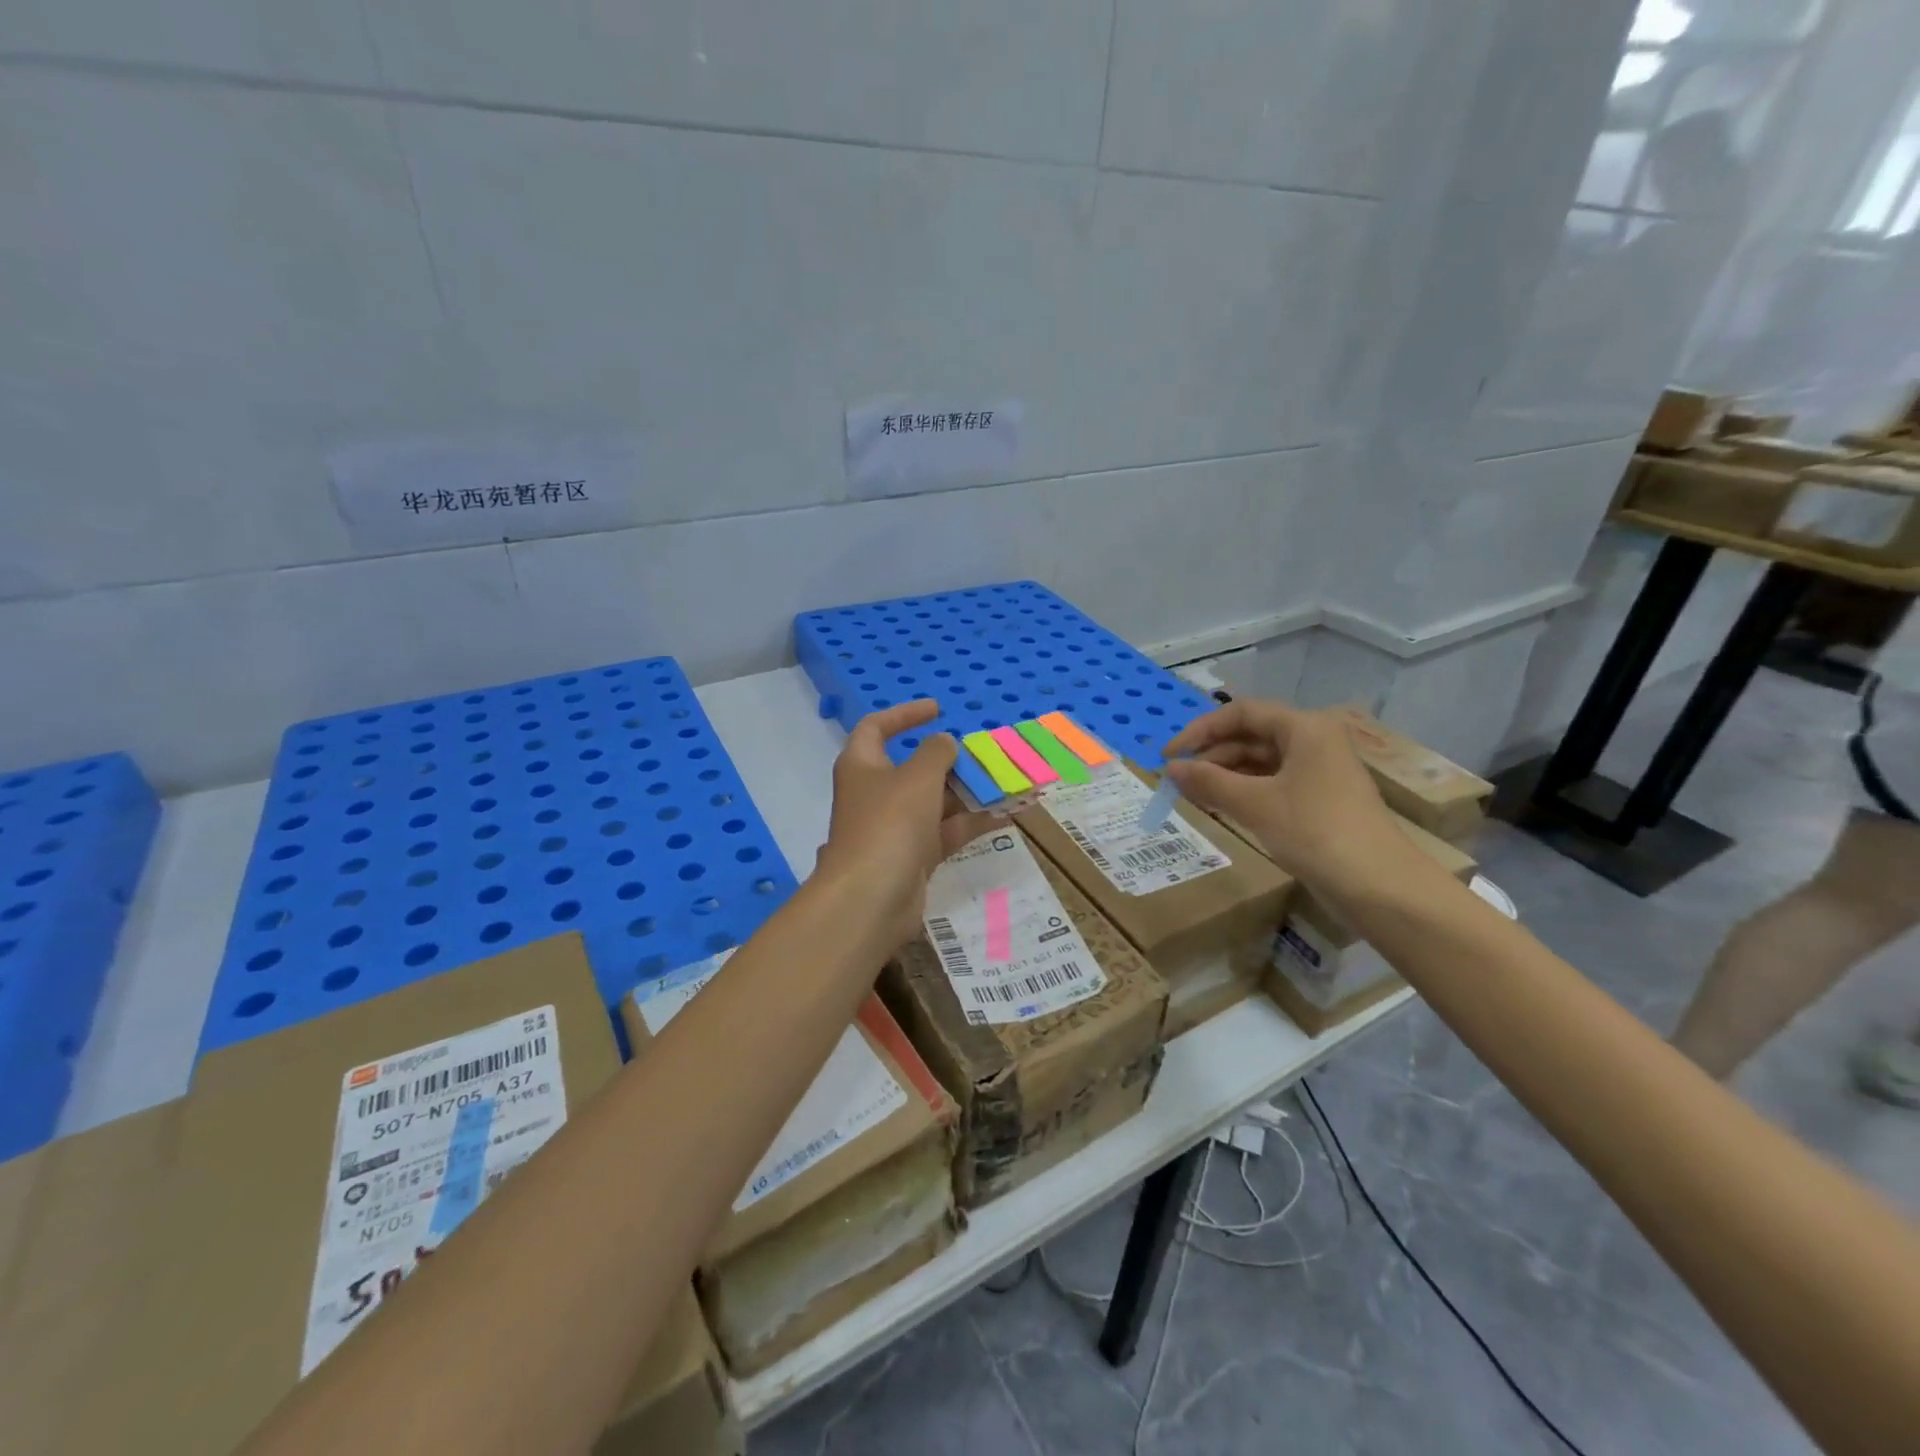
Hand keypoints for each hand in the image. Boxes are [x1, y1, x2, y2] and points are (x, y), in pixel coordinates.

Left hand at [817, 700, 1001, 948]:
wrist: (871, 898)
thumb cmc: (889, 823)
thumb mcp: (918, 778)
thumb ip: (936, 753)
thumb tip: (945, 743)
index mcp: (862, 765)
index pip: (876, 728)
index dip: (904, 715)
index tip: (938, 709)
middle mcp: (875, 793)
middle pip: (913, 768)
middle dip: (950, 761)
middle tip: (984, 754)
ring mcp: (893, 827)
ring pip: (934, 801)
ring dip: (967, 792)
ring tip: (1006, 782)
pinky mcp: (912, 856)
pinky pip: (945, 831)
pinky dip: (971, 822)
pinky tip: (1005, 814)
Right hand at [1163, 698, 1401, 893]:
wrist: (1380, 887)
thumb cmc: (1315, 832)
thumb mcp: (1255, 804)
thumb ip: (1208, 781)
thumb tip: (1170, 768)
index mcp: (1305, 728)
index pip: (1241, 713)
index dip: (1200, 730)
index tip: (1169, 755)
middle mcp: (1314, 740)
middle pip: (1251, 735)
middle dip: (1211, 755)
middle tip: (1176, 780)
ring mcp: (1319, 771)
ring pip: (1261, 762)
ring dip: (1224, 775)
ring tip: (1191, 794)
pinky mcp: (1320, 799)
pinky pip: (1273, 783)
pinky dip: (1244, 791)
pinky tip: (1220, 806)